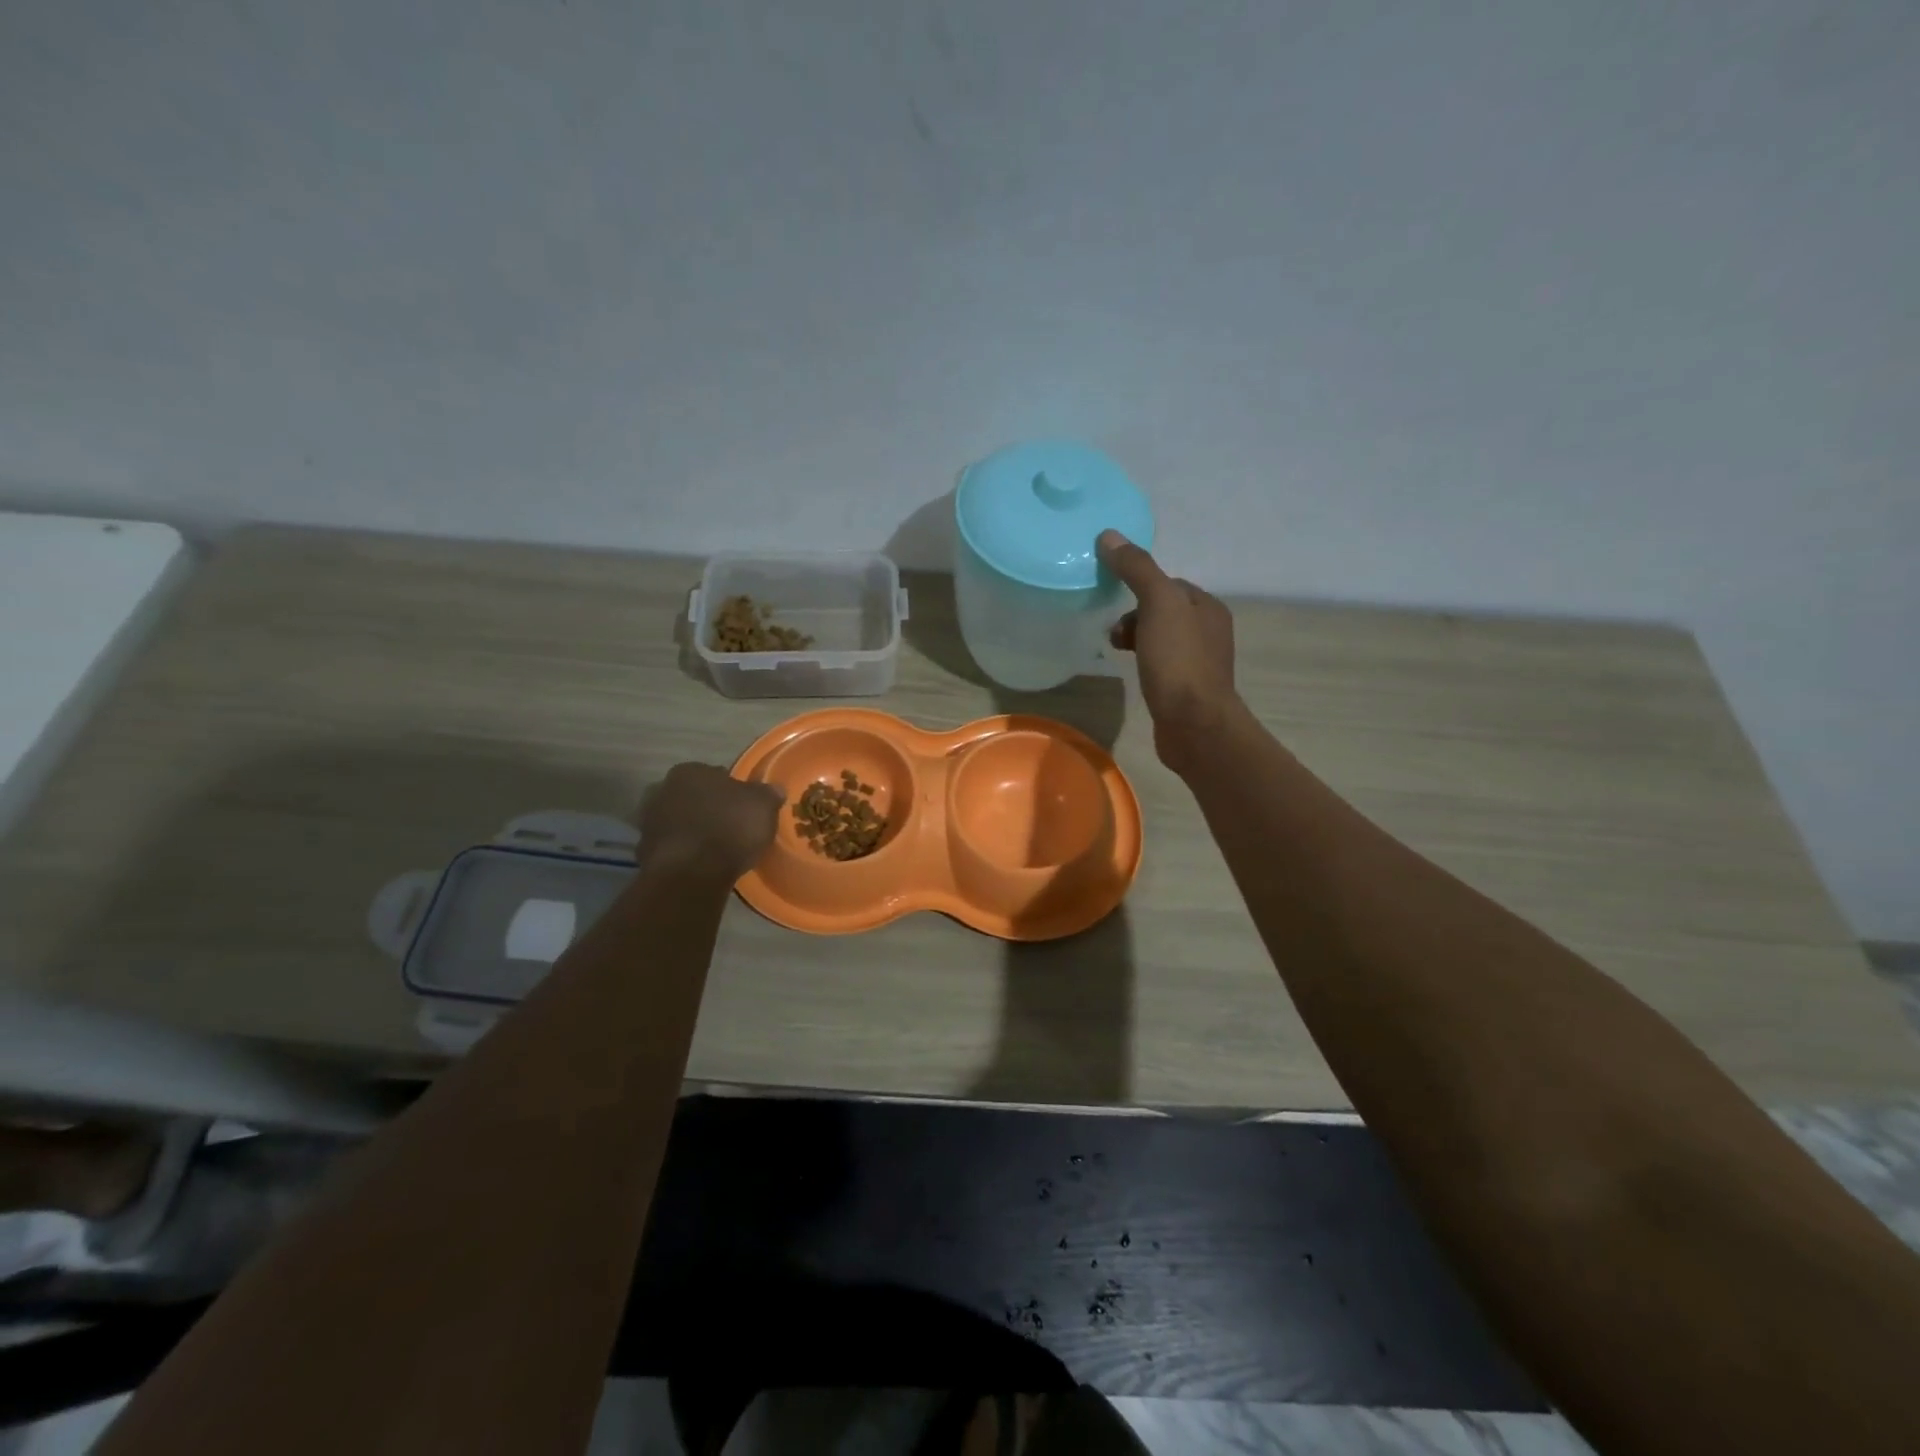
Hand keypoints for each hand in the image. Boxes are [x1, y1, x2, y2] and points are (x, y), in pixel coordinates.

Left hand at [638, 762, 782, 880]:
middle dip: (707, 808)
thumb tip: (774, 789)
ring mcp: (649, 821)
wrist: (691, 873)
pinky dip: (683, 852)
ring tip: (715, 847)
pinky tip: (700, 864)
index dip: (731, 790)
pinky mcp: (644, 851)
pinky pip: (671, 847)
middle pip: (692, 796)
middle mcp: (663, 789)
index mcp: (690, 771)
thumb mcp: (763, 806)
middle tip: (729, 825)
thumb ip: (768, 794)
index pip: (714, 774)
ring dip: (692, 829)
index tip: (743, 807)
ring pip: (678, 820)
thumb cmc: (730, 828)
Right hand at [1099, 530, 1240, 769]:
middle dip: (1134, 614)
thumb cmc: (1178, 660)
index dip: (1139, 585)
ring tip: (1115, 650)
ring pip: (1160, 638)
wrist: (1194, 725)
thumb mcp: (1157, 604)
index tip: (1114, 598)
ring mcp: (1199, 663)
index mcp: (1207, 607)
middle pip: (1163, 610)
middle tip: (1113, 631)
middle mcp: (1208, 631)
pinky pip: (1160, 664)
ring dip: (1136, 638)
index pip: (1168, 583)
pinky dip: (1143, 661)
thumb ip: (1136, 568)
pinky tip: (1131, 672)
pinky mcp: (1186, 690)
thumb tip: (1109, 535)